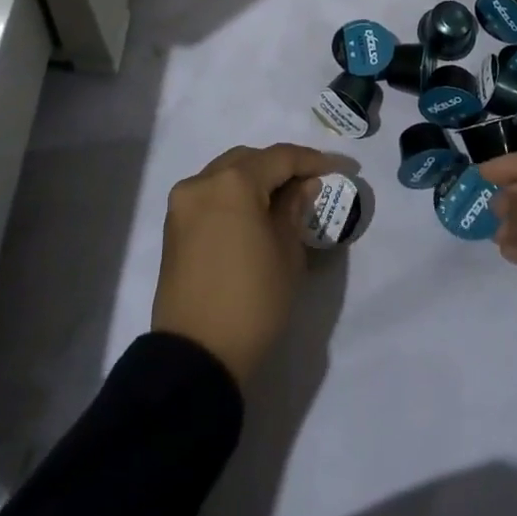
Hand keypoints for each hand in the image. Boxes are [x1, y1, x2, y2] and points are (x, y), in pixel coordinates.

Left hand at [151, 143, 345, 385]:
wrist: (197, 357)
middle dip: (282, 167)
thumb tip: (303, 184)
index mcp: (234, 183)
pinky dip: (234, 195)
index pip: (281, 157)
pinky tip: (255, 213)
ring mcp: (183, 203)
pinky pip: (211, 195)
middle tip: (311, 183)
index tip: (342, 168)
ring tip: (284, 198)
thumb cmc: (252, 301)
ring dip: (256, 179)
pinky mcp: (174, 226)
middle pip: (250, 159)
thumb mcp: (287, 253)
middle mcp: (203, 181)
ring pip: (227, 173)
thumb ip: (295, 208)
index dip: (314, 160)